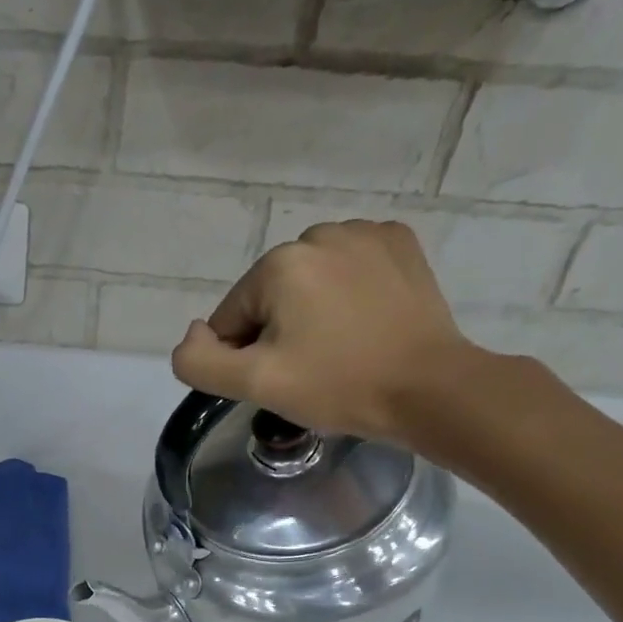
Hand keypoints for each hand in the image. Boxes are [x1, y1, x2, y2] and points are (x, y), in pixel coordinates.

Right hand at [170, 220, 477, 443]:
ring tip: (341, 347)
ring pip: (309, 282)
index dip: (246, 357)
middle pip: (270, 297)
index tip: (282, 380)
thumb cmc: (337, 386)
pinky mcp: (400, 243)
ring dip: (312, 312)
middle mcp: (318, 234)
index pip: (231, 318)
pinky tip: (365, 322)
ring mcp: (365, 233)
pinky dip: (348, 293)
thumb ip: (200, 362)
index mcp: (278, 264)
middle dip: (279, 332)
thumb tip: (193, 335)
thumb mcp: (255, 384)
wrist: (429, 389)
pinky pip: (350, 268)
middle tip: (312, 369)